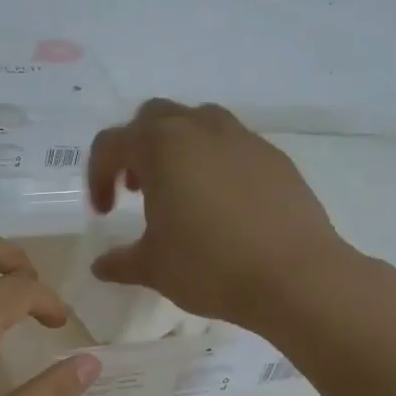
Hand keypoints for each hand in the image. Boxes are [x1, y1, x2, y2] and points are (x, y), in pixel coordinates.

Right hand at [86, 99, 351, 328]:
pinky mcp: (274, 157)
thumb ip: (119, 261)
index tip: (104, 213)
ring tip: (179, 189)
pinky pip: (233, 145)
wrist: (297, 277)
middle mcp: (199, 129)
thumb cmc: (210, 265)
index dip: (98, 176)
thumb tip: (101, 266)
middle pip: (153, 118)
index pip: (111, 144)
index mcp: (160, 146)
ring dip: (177, 147)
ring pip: (197, 122)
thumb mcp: (153, 267)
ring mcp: (242, 139)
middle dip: (136, 148)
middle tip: (137, 190)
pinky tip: (222, 203)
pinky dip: (215, 162)